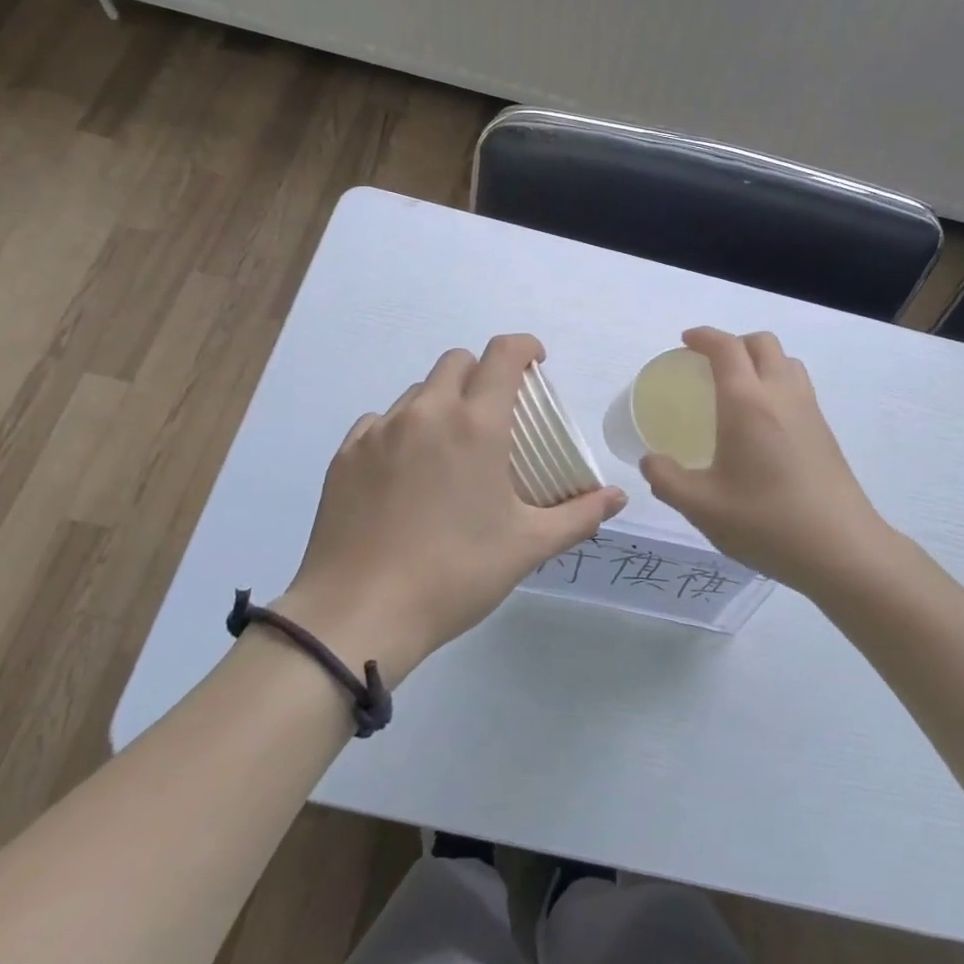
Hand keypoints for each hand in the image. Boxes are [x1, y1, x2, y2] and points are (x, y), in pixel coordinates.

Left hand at [281, 334, 625, 681]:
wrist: (358, 615)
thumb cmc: (455, 574)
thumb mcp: (527, 546)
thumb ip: (579, 515)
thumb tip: (618, 497)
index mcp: (476, 424)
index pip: (503, 354)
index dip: (525, 348)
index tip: (536, 366)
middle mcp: (427, 412)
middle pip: (458, 361)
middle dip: (483, 374)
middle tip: (495, 415)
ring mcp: (380, 431)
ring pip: (418, 391)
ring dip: (442, 403)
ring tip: (449, 450)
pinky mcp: (345, 454)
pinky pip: (380, 422)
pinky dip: (401, 430)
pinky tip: (405, 473)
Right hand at [640, 327, 895, 594]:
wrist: (842, 549)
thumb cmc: (766, 522)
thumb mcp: (702, 507)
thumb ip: (667, 479)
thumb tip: (650, 460)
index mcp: (747, 402)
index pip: (726, 347)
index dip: (704, 336)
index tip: (685, 342)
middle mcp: (781, 394)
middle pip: (762, 343)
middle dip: (733, 342)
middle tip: (710, 365)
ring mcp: (809, 410)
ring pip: (786, 361)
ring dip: (760, 360)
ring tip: (739, 388)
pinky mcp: (825, 431)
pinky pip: (799, 386)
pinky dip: (777, 382)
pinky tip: (764, 423)